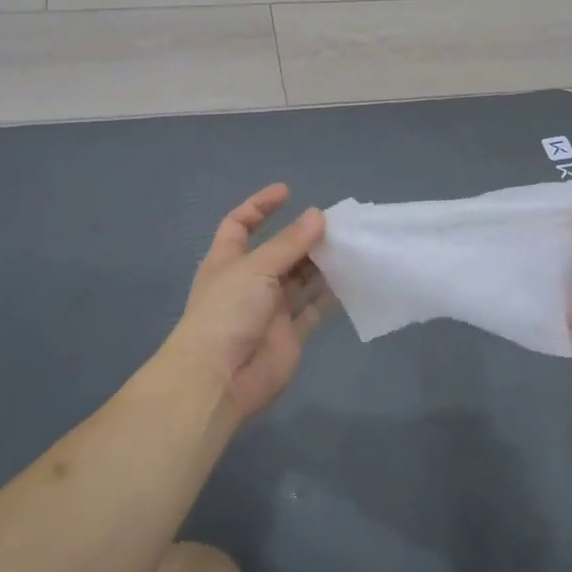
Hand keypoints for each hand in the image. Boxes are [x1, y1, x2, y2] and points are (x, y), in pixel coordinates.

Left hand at [161, 185, 333, 423]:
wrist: (219, 379)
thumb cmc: (227, 312)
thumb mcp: (255, 268)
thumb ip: (289, 244)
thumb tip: (318, 215)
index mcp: (228, 261)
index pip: (240, 224)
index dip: (260, 206)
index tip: (288, 192)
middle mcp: (249, 282)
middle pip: (279, 252)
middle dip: (303, 237)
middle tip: (336, 225)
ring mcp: (270, 310)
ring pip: (300, 280)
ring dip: (321, 264)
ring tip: (350, 247)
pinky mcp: (290, 335)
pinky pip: (314, 310)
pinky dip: (331, 296)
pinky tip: (352, 279)